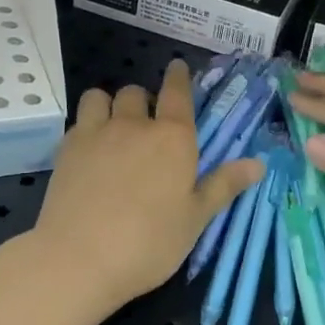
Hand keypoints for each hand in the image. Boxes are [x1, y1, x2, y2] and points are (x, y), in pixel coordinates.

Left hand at [33, 59, 265, 311]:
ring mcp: (97, 133)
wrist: (79, 257)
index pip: (177, 93)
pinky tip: (90, 149)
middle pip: (137, 93)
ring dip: (110, 104)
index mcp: (173, 139)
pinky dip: (87, 124)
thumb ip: (223, 185)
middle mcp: (135, 125)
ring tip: (113, 126)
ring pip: (101, 97)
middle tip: (147, 123)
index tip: (177, 66)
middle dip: (144, 100)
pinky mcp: (67, 148)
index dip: (178, 77)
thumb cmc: (149, 243)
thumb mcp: (195, 220)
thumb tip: (258, 163)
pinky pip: (79, 119)